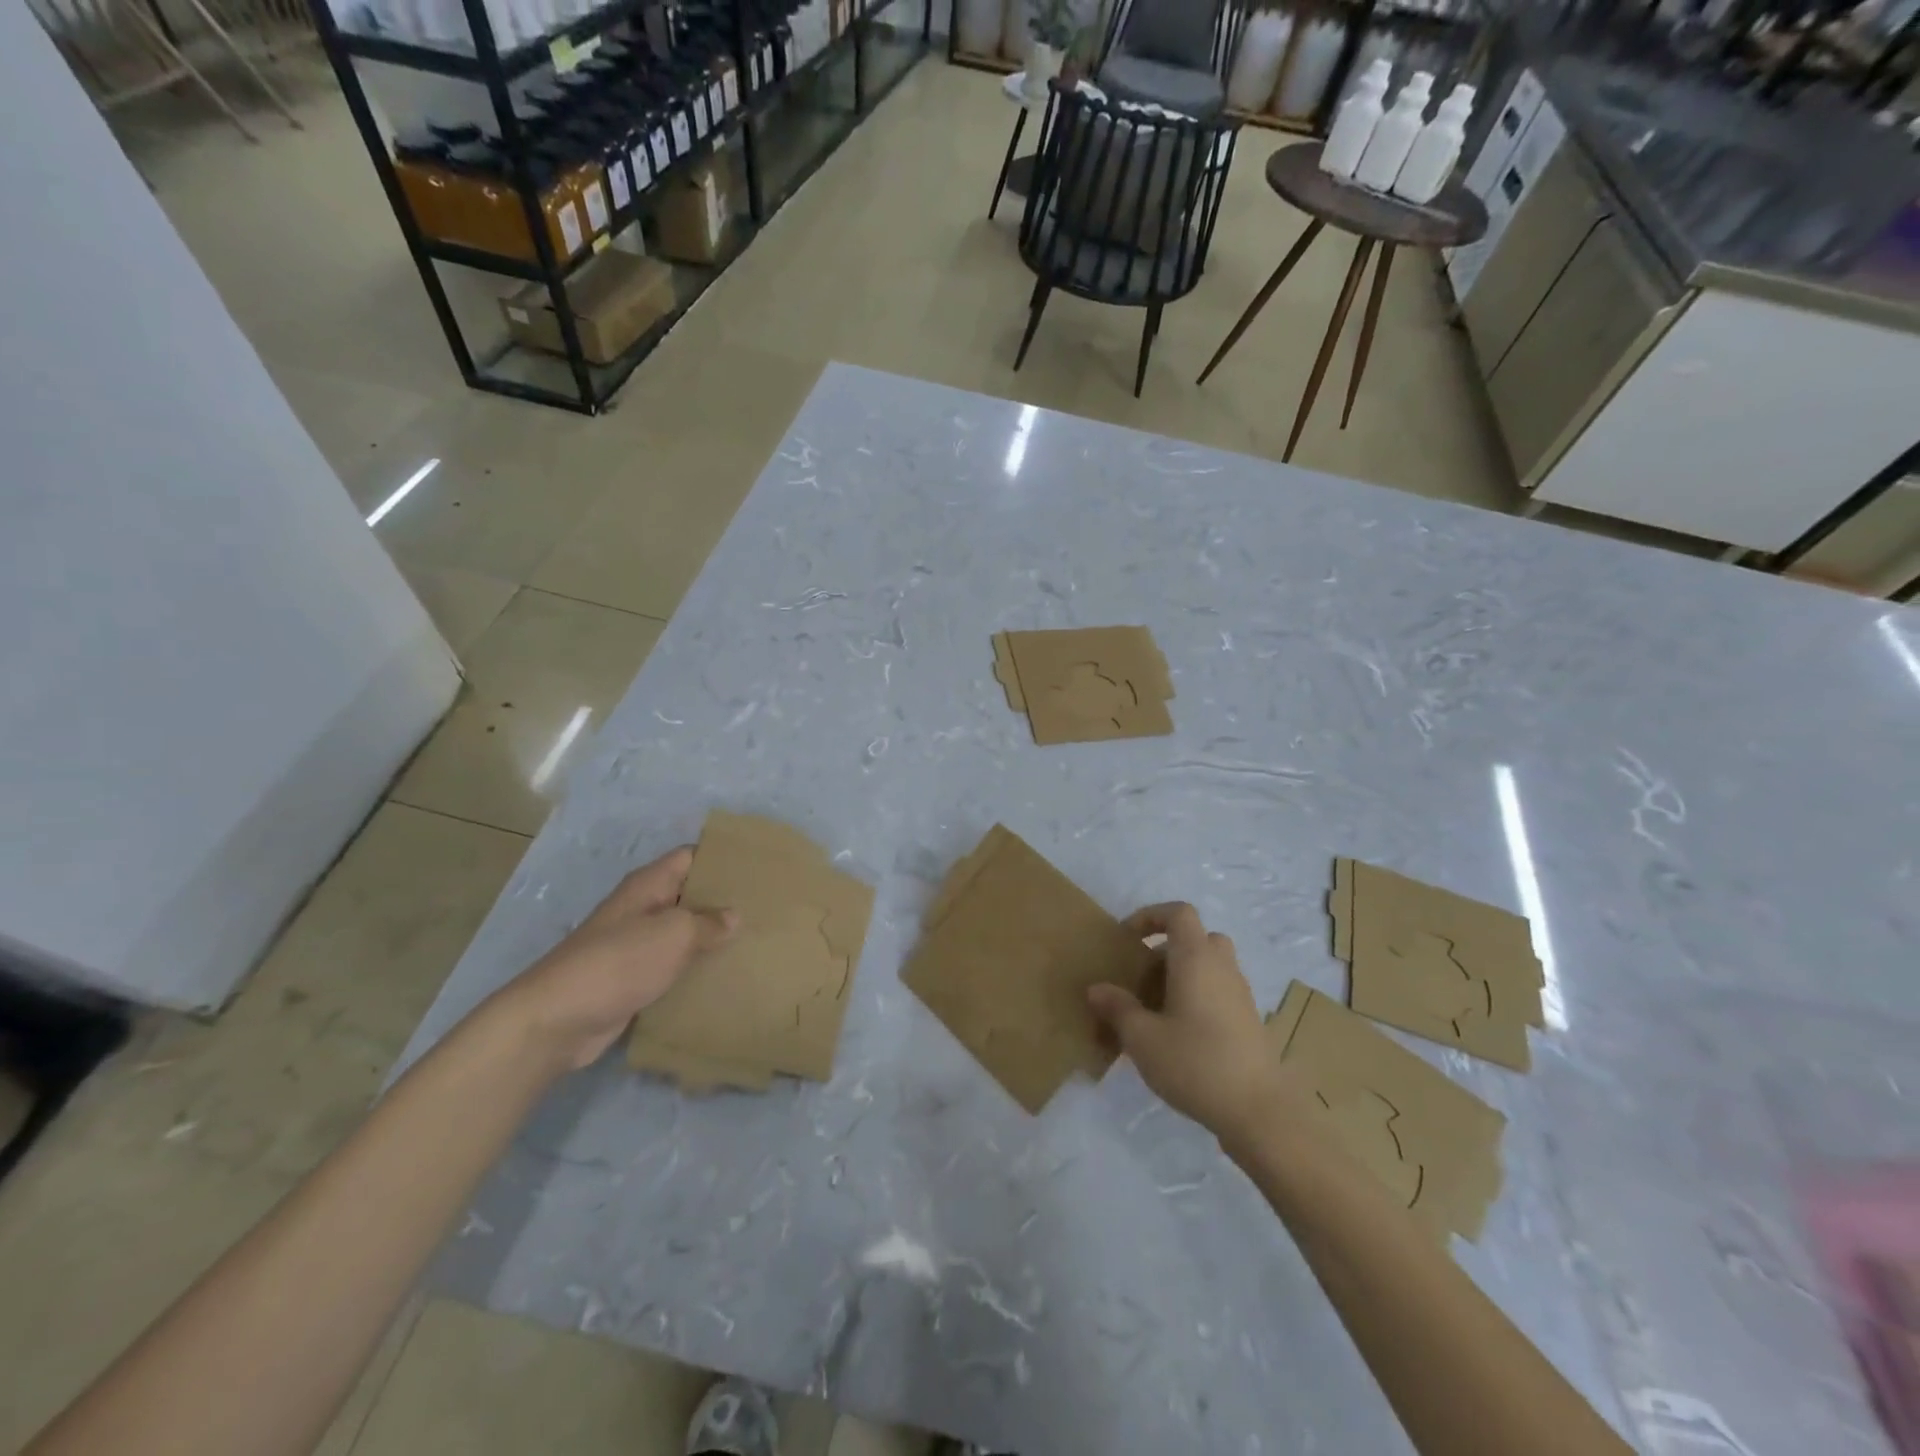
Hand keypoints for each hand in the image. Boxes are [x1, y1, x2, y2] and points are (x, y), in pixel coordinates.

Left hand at [486, 847, 735, 1073]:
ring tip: (754, 943)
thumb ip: (708, 922)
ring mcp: (635, 945)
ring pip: (682, 934)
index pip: (691, 857)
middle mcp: (642, 909)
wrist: (557, 1020)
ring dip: (710, 939)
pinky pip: (672, 967)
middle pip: (689, 895)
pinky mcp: (632, 979)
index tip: (757, 867)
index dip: (722, 858)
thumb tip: (732, 916)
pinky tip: (724, 978)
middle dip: (723, 901)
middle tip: (766, 908)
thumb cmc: (618, 962)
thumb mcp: (673, 934)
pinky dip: (694, 970)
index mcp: (648, 885)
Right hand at [1088, 903, 1284, 1145]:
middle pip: (1196, 938)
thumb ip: (1118, 1008)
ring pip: (1209, 966)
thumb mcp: (1143, 1038)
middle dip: (1165, 950)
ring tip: (1154, 1010)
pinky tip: (1178, 1035)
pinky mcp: (1249, 1021)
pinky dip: (1197, 998)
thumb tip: (1097, 989)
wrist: (1260, 1111)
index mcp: (1196, 958)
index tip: (1127, 939)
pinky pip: (1218, 991)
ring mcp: (1240, 994)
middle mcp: (1222, 967)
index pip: (1179, 913)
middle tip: (1141, 979)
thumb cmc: (1196, 1063)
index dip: (1151, 916)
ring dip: (1181, 976)